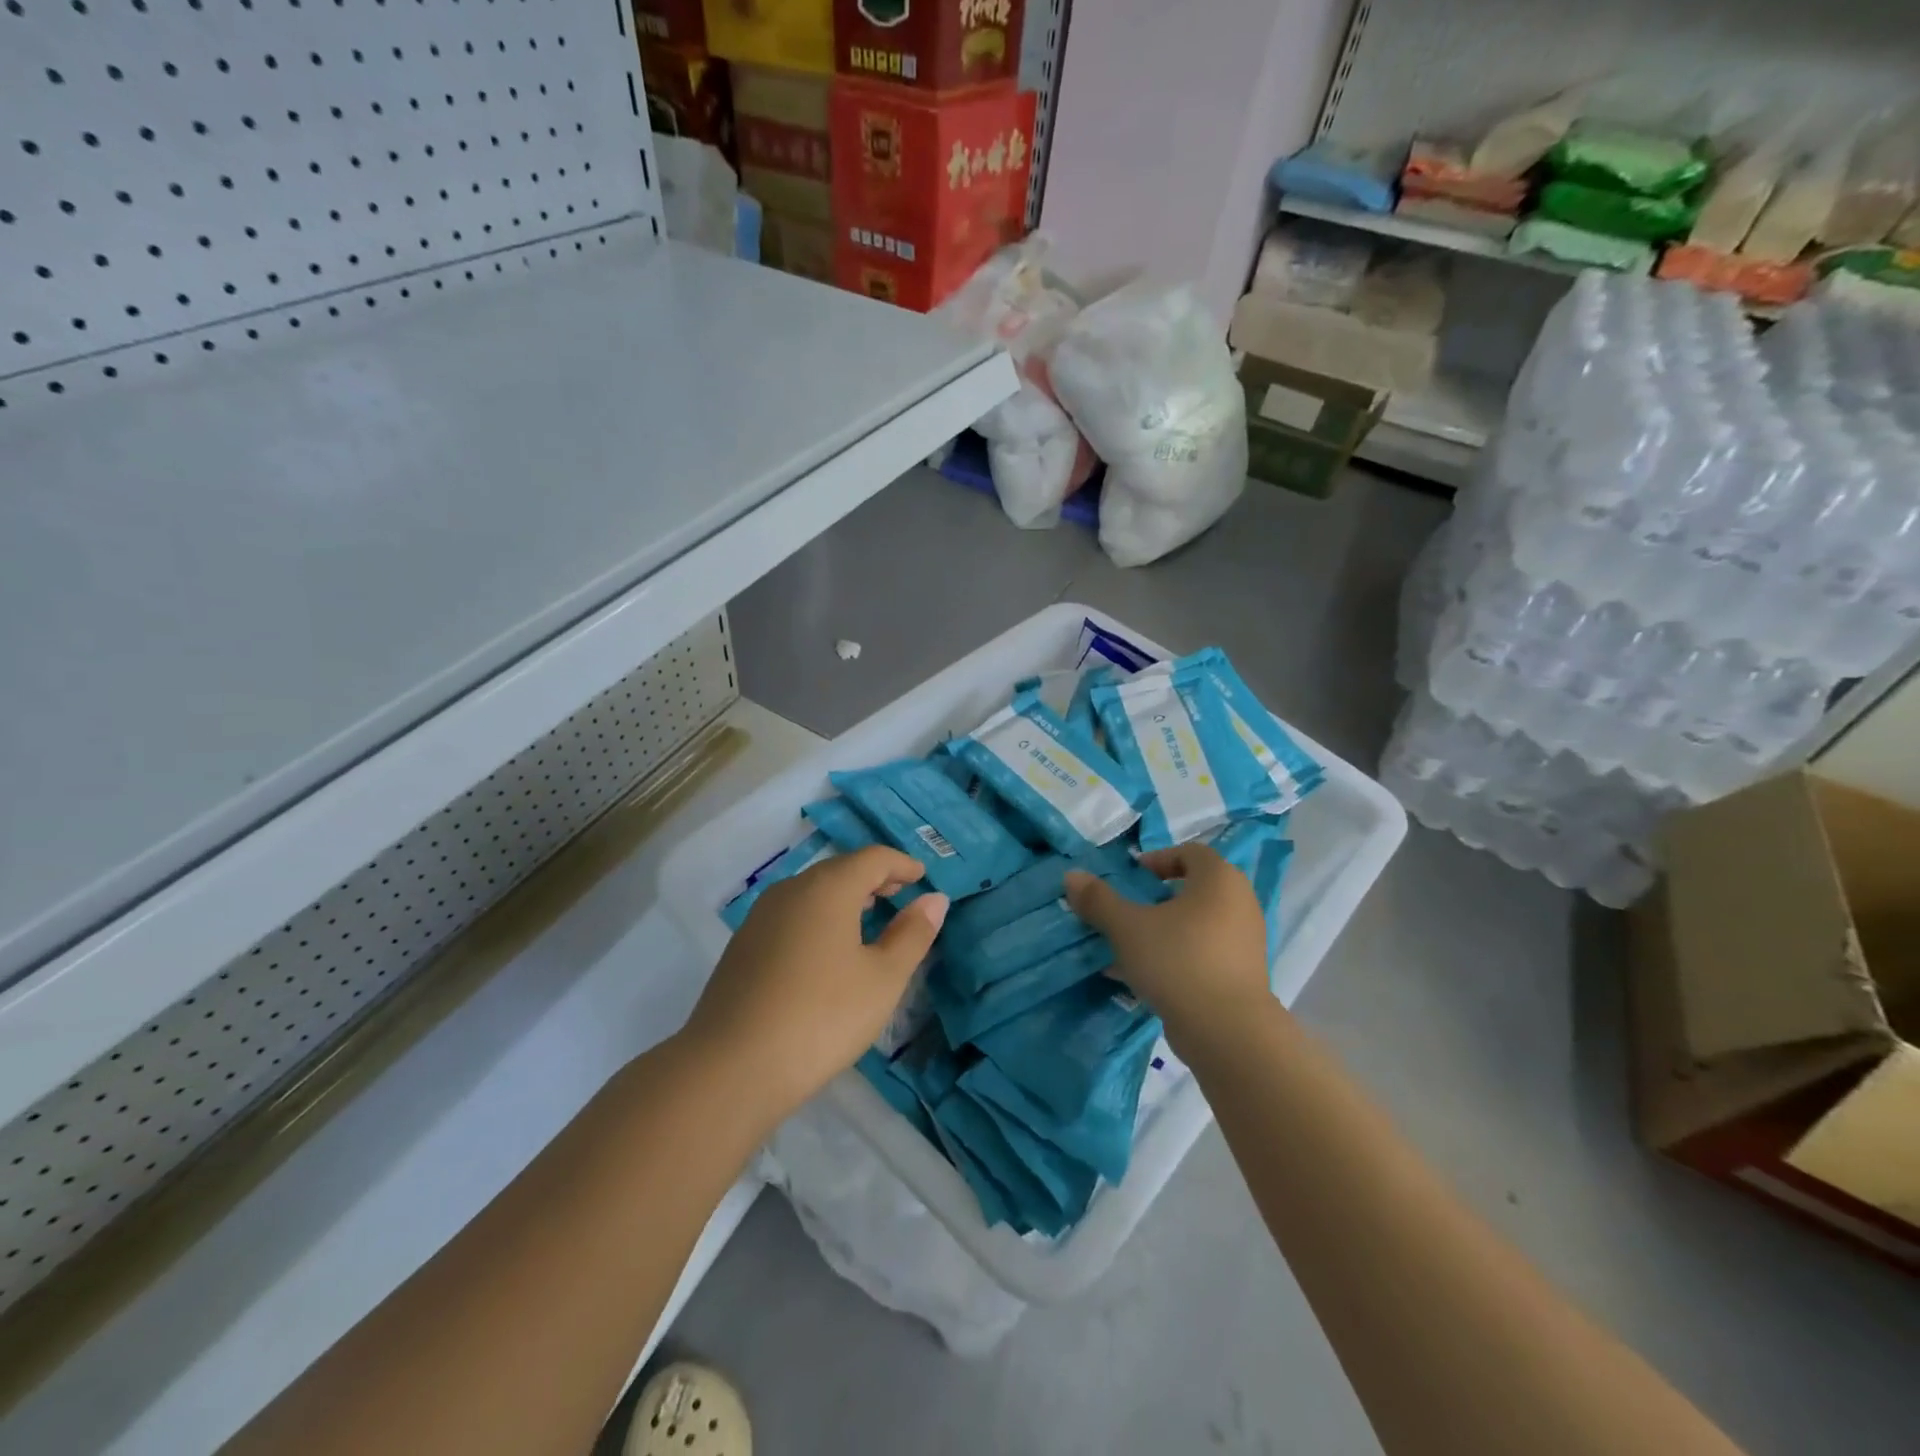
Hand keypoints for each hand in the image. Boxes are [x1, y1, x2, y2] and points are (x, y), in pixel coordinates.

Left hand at [683, 845, 948, 1121]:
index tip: (923, 877)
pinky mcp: (742, 946)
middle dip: (874, 878)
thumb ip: (912, 934)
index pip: (873, 858)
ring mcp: (761, 917)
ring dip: (845, 897)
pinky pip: (791, 915)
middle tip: (901, 894)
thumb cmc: (822, 1017)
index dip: (902, 864)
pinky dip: (819, 917)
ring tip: (869, 920)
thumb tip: (935, 899)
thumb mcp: (883, 979)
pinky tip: (826, 951)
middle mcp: (791, 890)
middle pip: (840, 869)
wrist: (731, 1068)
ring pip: (812, 892)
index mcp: (829, 888)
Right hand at [1064, 843, 1272, 1049]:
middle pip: (1194, 889)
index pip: (1191, 853)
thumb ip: (1099, 900)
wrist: (1228, 1032)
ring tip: (1129, 950)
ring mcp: (1246, 942)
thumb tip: (1072, 876)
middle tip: (1129, 912)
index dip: (1159, 859)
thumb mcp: (1128, 927)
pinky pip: (1204, 954)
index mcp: (1219, 879)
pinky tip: (1144, 979)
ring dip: (1164, 931)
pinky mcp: (1242, 976)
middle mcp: (1240, 904)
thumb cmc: (1177, 961)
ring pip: (1197, 925)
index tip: (1132, 877)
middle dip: (1157, 899)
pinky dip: (1177, 957)